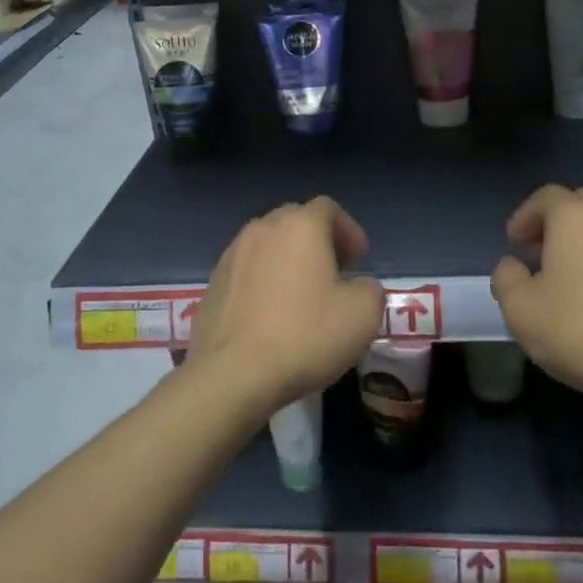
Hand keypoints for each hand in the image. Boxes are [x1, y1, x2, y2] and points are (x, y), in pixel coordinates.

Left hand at [185, 197, 384, 418]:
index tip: (359, 260)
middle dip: (317, 241)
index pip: (328, 208)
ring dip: (287, 261)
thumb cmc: (305, 335)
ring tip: (301, 295)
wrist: (233, 374)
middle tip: (334, 273)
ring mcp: (231, 255)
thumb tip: (358, 287)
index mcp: (300, 226)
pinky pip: (246, 272)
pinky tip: (271, 315)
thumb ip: (370, 289)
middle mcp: (262, 229)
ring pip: (267, 246)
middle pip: (294, 221)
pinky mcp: (212, 284)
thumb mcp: (362, 315)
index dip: (348, 230)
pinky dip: (263, 282)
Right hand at [490, 185, 582, 405]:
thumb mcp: (520, 310)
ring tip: (577, 275)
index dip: (525, 217)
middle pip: (581, 204)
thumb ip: (506, 277)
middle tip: (542, 255)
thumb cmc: (582, 331)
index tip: (515, 243)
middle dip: (557, 223)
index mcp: (576, 216)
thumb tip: (513, 265)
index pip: (545, 197)